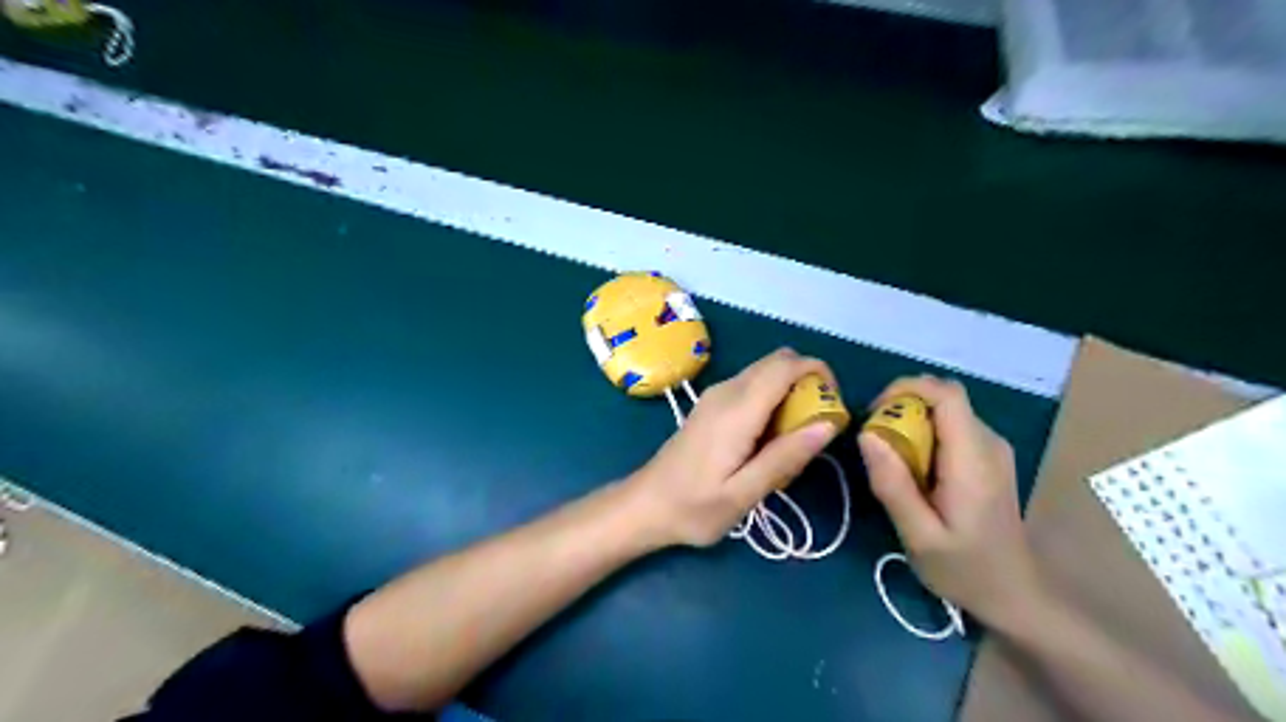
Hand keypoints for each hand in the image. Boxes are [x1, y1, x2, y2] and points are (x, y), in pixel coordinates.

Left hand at [625, 348, 844, 545]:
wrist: (646, 505)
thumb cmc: (694, 507)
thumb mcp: (744, 494)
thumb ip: (785, 457)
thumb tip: (828, 424)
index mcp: (737, 409)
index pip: (786, 365)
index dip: (818, 373)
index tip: (834, 406)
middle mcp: (726, 391)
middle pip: (778, 361)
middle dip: (807, 381)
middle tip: (818, 425)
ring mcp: (716, 395)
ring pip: (765, 372)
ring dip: (790, 391)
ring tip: (794, 438)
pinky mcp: (712, 404)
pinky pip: (752, 386)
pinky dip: (772, 399)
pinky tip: (769, 439)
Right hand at [853, 378, 1043, 624]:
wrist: (1016, 595)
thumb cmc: (965, 569)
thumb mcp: (918, 535)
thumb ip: (893, 484)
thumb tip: (866, 435)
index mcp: (974, 460)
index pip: (946, 395)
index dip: (906, 388)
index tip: (874, 412)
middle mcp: (989, 443)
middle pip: (945, 398)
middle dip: (903, 405)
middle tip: (875, 437)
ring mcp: (993, 449)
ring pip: (947, 410)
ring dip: (912, 419)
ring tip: (889, 454)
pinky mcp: (990, 457)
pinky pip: (952, 426)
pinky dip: (925, 432)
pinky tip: (913, 466)